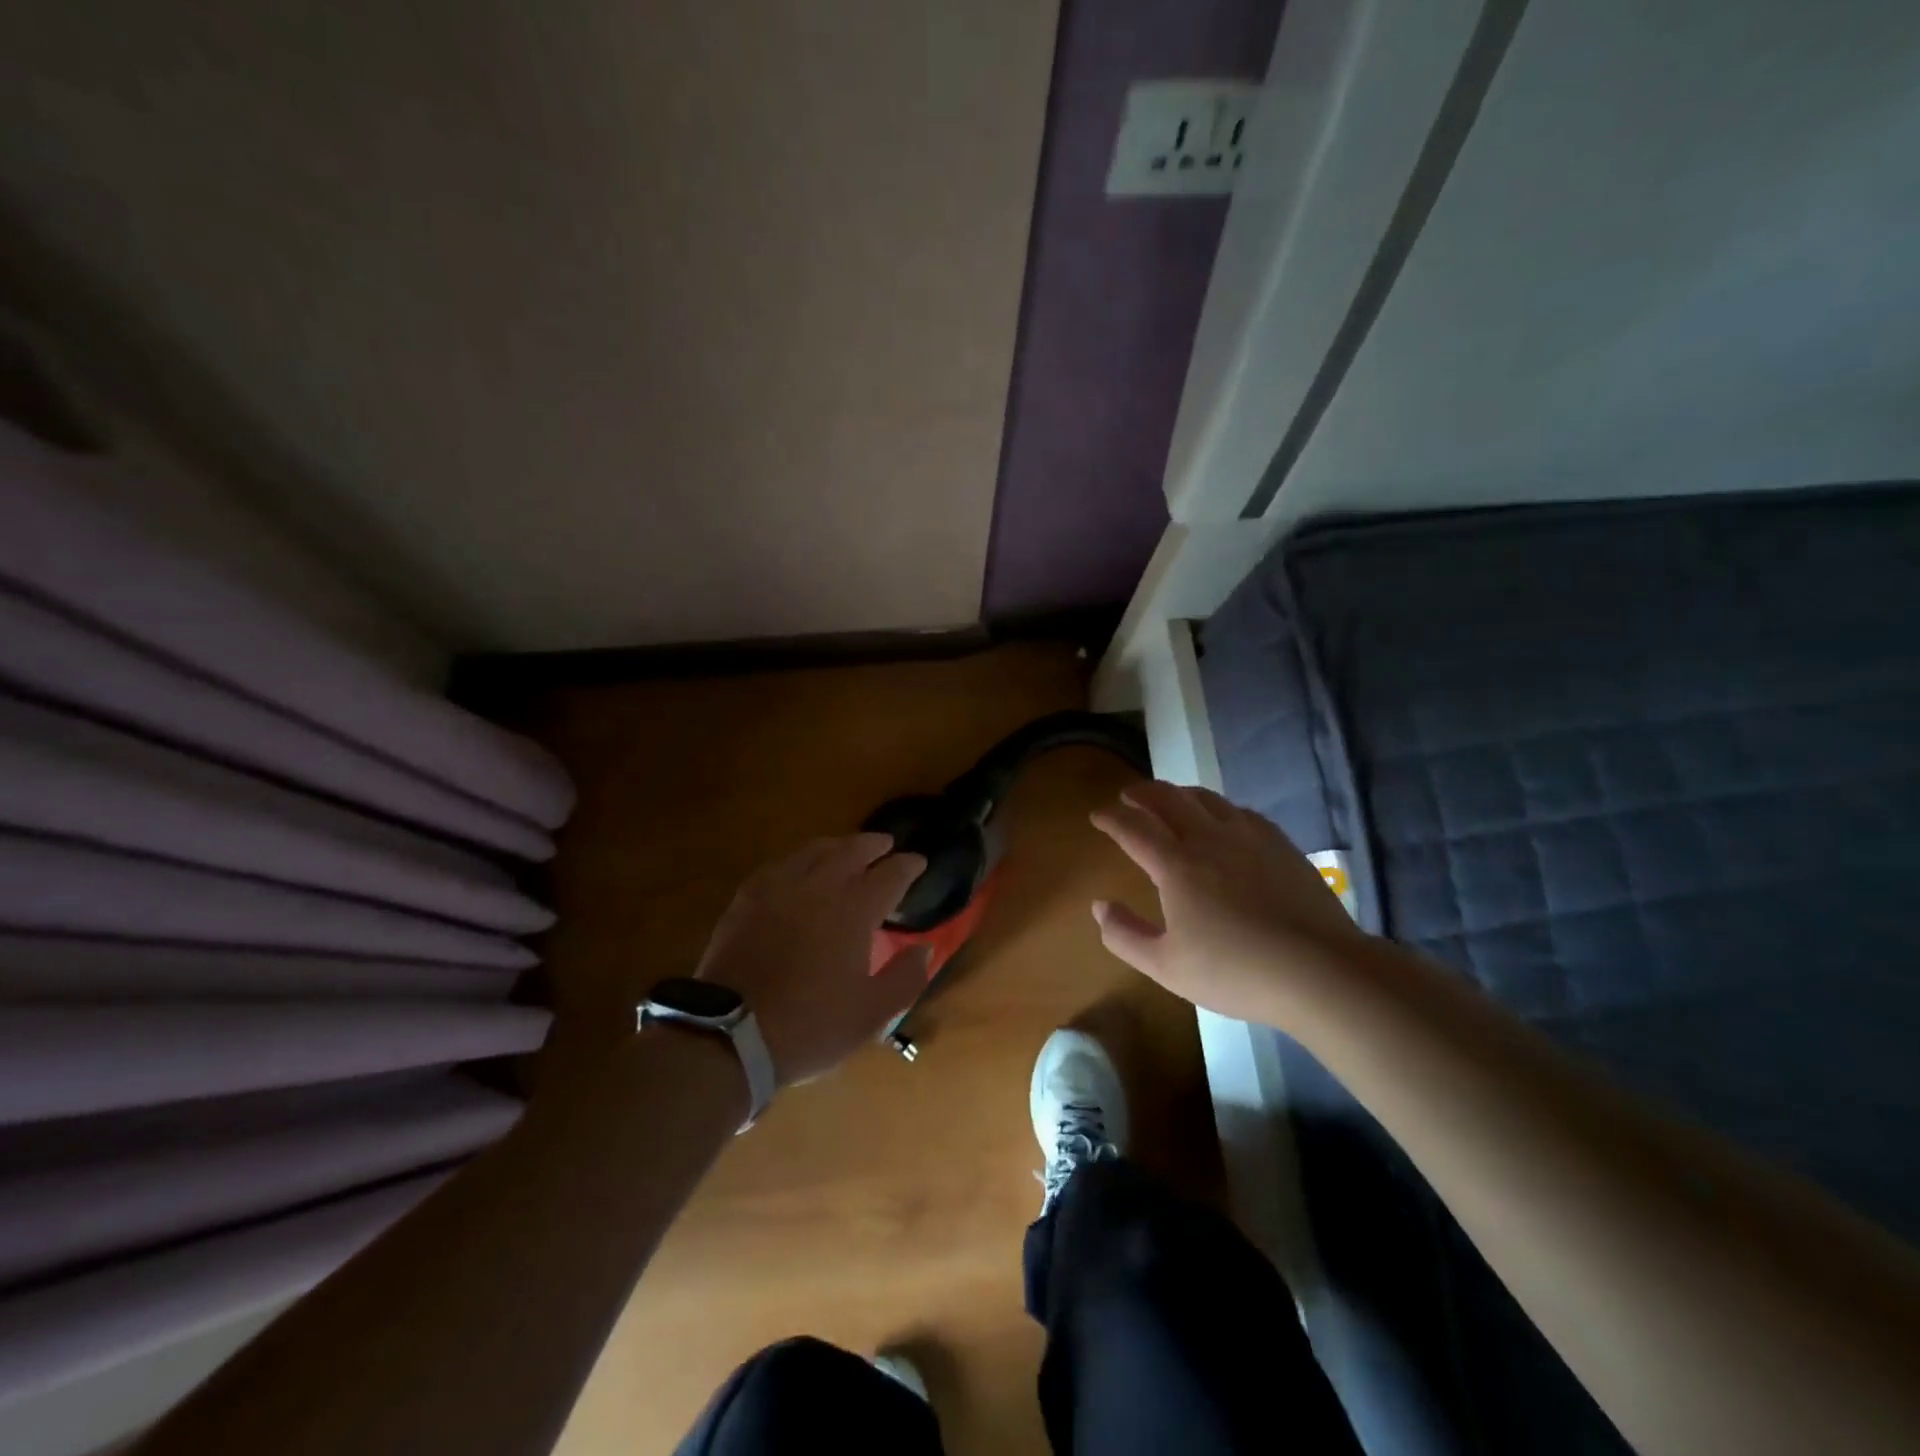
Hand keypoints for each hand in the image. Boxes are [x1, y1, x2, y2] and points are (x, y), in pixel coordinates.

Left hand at [694, 833, 929, 1084]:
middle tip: (886, 844)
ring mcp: (778, 888)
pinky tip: (797, 869)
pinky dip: (799, 860)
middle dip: (873, 844)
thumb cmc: (810, 1025)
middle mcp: (818, 887)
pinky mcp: (746, 899)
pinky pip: (779, 865)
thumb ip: (906, 977)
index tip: (919, 862)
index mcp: (854, 910)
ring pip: (813, 851)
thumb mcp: (872, 1014)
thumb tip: (924, 948)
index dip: (908, 865)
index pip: (890, 874)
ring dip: (837, 845)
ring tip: (846, 849)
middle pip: (851, 850)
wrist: (730, 1035)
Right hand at [1090, 781, 1367, 1023]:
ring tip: (1170, 800)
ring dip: (1179, 793)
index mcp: (1175, 865)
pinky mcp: (1280, 844)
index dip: (1111, 817)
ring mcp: (1248, 836)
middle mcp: (1208, 838)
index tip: (1097, 814)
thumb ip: (1125, 935)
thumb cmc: (1235, 971)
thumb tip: (1099, 905)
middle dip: (1142, 792)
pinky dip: (1218, 808)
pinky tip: (1223, 820)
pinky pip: (1240, 811)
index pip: (1133, 827)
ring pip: (1206, 798)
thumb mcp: (1166, 966)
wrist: (1320, 970)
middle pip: (1168, 798)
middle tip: (1128, 796)